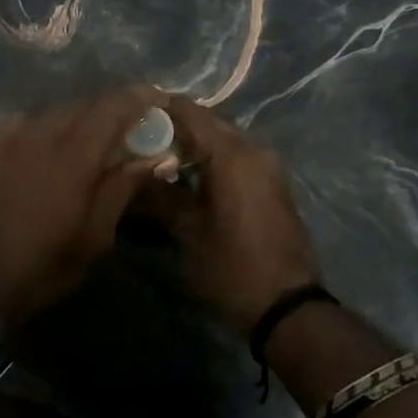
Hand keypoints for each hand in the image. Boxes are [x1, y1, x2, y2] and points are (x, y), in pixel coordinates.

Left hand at [0, 88, 159, 332]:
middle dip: (112, 110)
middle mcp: (45, 133)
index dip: (139, 98)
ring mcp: (15, 136)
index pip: (113, 107)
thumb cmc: (47, 262)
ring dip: (81, 118)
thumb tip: (156, 157)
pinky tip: (52, 145)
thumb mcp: (97, 234)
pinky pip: (30, 122)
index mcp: (76, 154)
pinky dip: (50, 127)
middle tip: (130, 128)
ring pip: (57, 112)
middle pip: (87, 105)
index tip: (158, 101)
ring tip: (93, 139)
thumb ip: (124, 187)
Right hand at [142, 95, 320, 333]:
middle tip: (140, 140)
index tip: (129, 119)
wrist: (287, 307)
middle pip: (207, 121)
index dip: (158, 110)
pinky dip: (211, 157)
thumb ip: (160, 192)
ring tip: (159, 158)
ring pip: (222, 138)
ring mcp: (267, 164)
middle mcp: (253, 149)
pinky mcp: (271, 181)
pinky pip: (236, 154)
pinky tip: (187, 175)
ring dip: (193, 143)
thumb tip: (134, 170)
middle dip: (175, 127)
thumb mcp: (187, 230)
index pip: (189, 111)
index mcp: (232, 154)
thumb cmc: (232, 266)